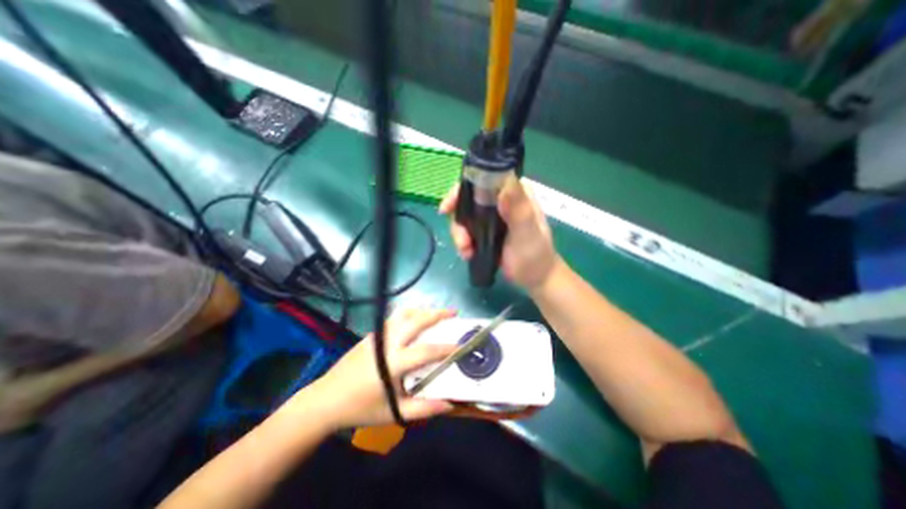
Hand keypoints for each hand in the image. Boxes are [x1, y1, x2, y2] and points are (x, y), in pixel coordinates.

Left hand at [305, 307, 460, 428]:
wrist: (326, 400)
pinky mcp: (372, 333)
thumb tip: (449, 404)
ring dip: (423, 310)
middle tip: (454, 312)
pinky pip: (395, 318)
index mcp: (393, 362)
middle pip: (417, 321)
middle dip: (437, 314)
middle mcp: (387, 342)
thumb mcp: (394, 413)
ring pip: (405, 314)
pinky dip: (410, 314)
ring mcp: (378, 334)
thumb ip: (423, 409)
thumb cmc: (361, 408)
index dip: (446, 348)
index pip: (427, 350)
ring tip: (437, 312)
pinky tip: (415, 319)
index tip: (462, 345)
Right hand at [438, 176, 559, 290]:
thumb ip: (518, 210)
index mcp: (514, 191)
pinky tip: (468, 254)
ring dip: (460, 234)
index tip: (448, 207)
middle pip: (468, 198)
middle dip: (458, 220)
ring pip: (464, 215)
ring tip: (466, 251)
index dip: (462, 189)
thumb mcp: (527, 233)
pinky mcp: (485, 229)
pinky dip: (463, 241)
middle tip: (461, 240)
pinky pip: (466, 229)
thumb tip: (505, 184)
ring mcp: (492, 215)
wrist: (534, 277)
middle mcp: (501, 199)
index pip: (483, 179)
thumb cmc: (534, 254)